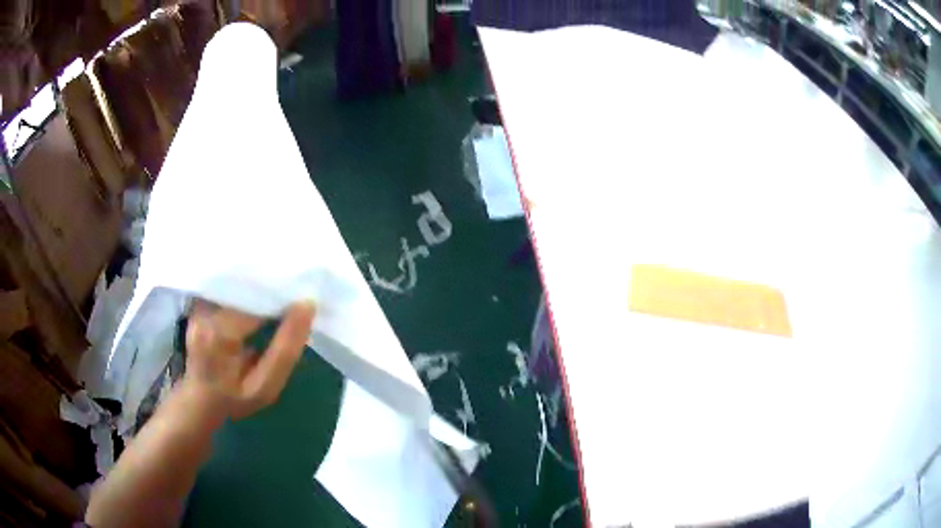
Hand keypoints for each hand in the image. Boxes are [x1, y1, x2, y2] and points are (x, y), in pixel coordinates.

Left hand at [181, 299, 315, 419]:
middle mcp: (205, 312)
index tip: (303, 301)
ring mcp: (198, 305)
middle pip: (244, 287)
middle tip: (294, 296)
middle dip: (270, 289)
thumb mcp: (265, 387)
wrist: (199, 400)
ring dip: (258, 287)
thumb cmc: (234, 399)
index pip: (256, 302)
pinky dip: (245, 290)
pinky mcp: (199, 302)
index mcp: (220, 334)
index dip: (280, 297)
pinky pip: (228, 287)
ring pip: (236, 283)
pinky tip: (257, 299)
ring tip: (278, 295)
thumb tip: (308, 305)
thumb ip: (286, 350)